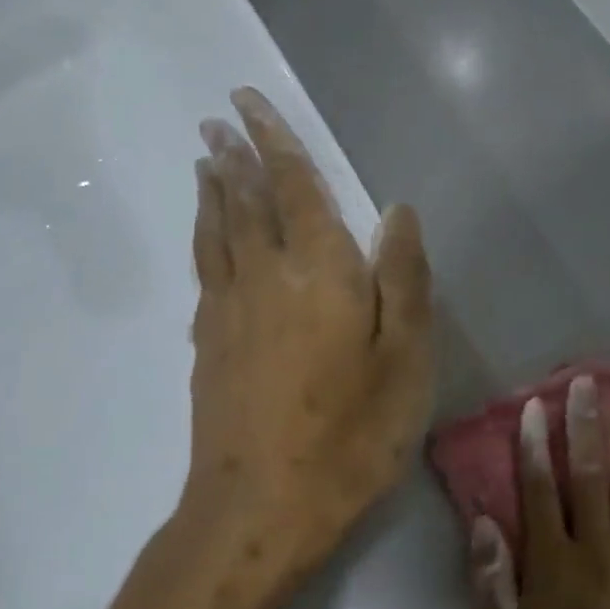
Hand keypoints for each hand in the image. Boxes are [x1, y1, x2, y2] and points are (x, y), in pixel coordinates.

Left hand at [185, 87, 433, 589]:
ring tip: (206, 161)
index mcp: (319, 272)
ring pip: (217, 233)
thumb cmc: (350, 438)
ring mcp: (227, 311)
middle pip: (245, 201)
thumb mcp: (406, 363)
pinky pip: (204, 271)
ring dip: (213, 191)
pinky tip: (207, 240)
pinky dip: (204, 239)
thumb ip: (402, 280)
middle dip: (234, 155)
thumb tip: (395, 211)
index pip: (294, 187)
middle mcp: (264, 276)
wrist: (261, 506)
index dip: (274, 140)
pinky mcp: (207, 346)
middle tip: (217, 120)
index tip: (247, 102)